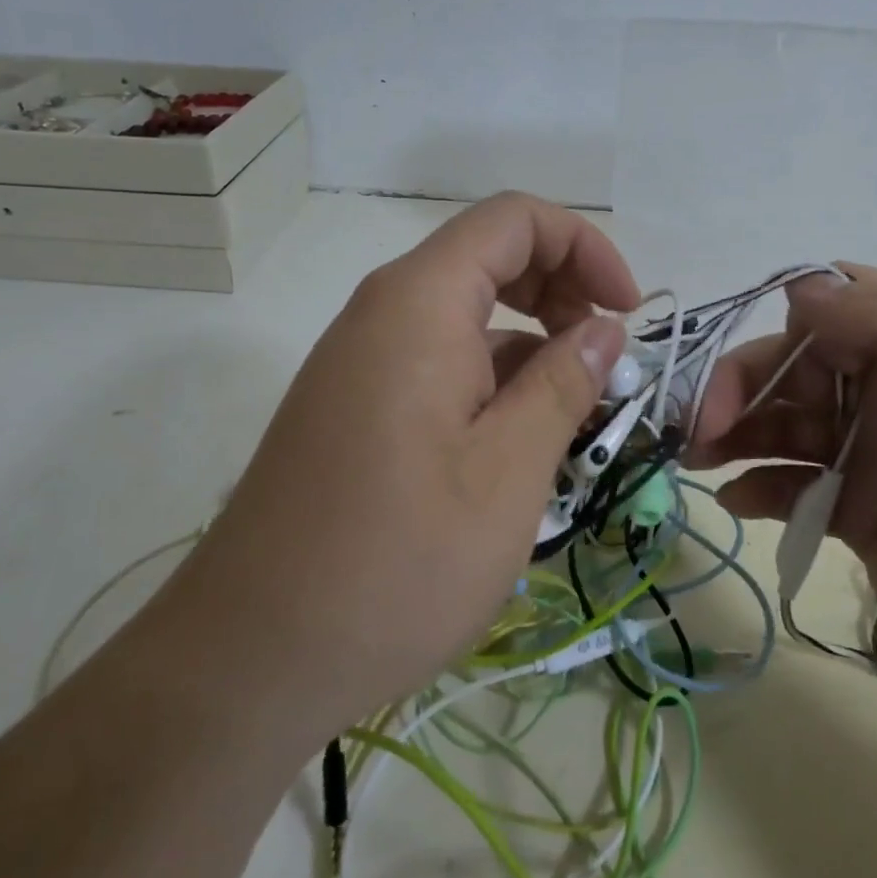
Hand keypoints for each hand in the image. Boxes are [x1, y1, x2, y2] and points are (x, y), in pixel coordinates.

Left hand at [169, 193, 636, 749]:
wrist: (249, 658)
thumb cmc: (395, 563)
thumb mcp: (508, 472)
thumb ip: (563, 385)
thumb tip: (603, 331)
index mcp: (420, 304)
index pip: (514, 219)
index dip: (584, 246)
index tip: (626, 313)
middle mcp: (384, 312)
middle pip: (490, 257)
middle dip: (562, 290)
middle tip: (604, 361)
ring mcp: (362, 359)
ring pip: (466, 314)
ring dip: (530, 343)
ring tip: (574, 414)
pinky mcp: (354, 404)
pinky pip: (438, 360)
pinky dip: (491, 378)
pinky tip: (518, 443)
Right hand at [689, 265, 876, 736]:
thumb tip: (801, 288)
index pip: (840, 307)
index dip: (791, 325)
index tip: (763, 364)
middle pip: (801, 365)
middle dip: (744, 385)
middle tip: (700, 425)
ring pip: (789, 424)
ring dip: (737, 433)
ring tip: (696, 457)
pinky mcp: (863, 516)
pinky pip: (796, 485)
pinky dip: (760, 486)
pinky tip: (736, 501)